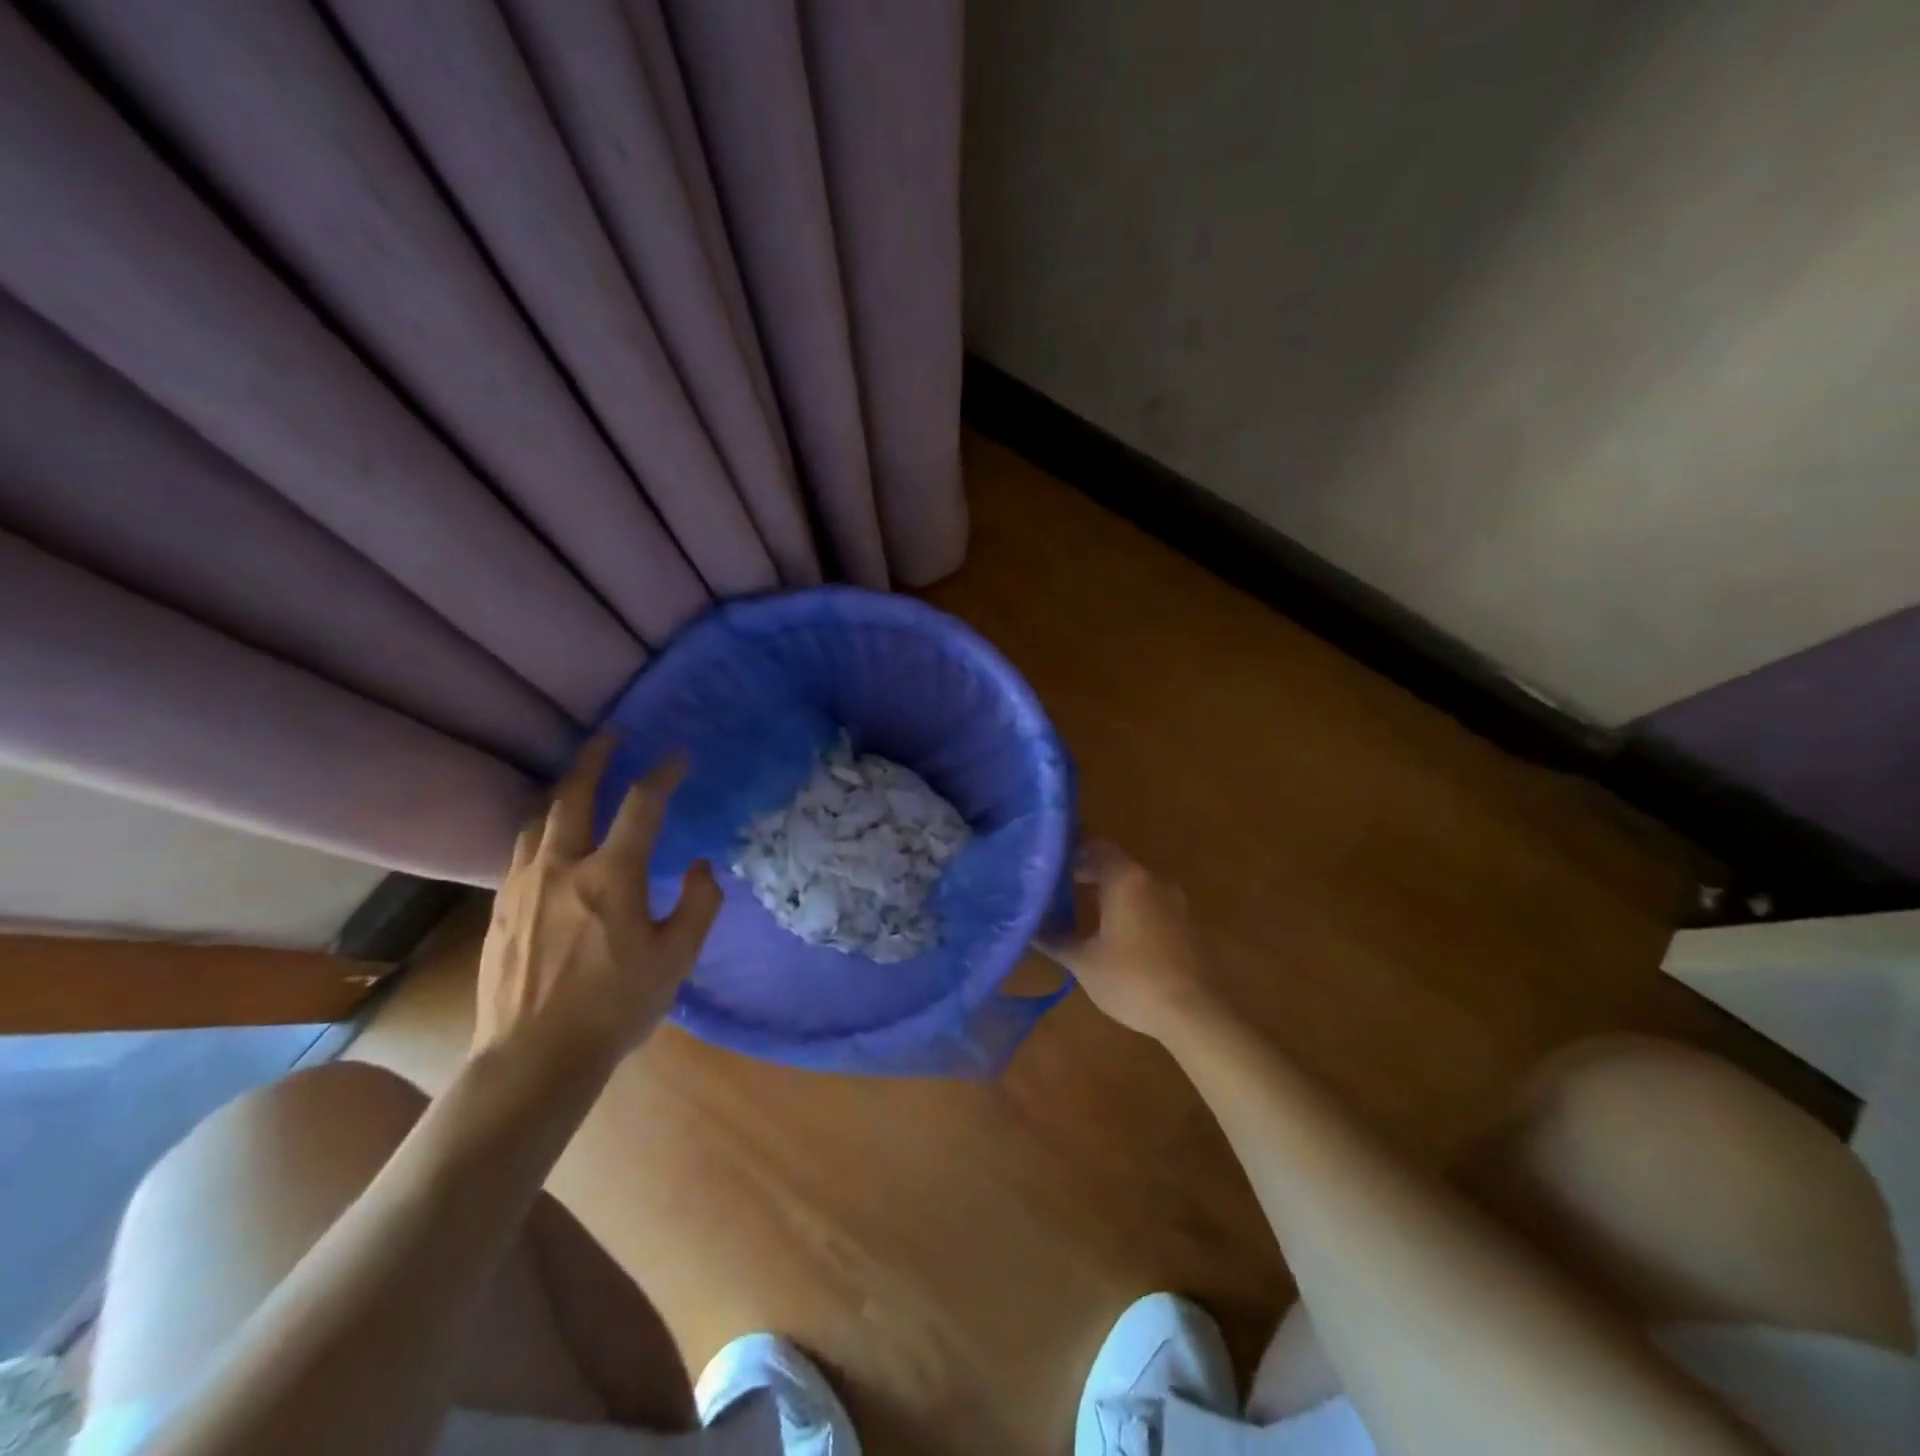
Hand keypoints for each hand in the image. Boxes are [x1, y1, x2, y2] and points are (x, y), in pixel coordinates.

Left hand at [473, 735, 721, 1068]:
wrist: (534, 1058)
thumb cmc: (615, 1007)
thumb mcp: (676, 958)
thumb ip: (698, 904)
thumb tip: (700, 865)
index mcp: (611, 875)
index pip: (642, 805)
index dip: (663, 774)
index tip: (678, 756)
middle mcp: (562, 866)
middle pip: (575, 795)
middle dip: (595, 759)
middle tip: (609, 736)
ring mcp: (523, 886)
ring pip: (539, 820)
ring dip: (562, 791)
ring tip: (576, 781)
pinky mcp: (499, 909)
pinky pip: (520, 851)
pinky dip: (540, 829)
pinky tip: (546, 839)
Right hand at [1042, 840, 1220, 1038]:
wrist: (1194, 1014)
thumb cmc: (1132, 980)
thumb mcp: (1084, 962)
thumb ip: (1055, 940)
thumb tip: (1030, 929)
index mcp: (1126, 879)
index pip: (1096, 845)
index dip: (1073, 850)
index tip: (1052, 861)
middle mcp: (1153, 880)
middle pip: (1116, 864)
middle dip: (1089, 871)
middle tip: (1060, 886)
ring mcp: (1176, 902)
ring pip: (1136, 885)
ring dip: (1112, 892)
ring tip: (1086, 910)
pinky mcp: (1189, 924)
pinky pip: (1153, 904)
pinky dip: (1133, 908)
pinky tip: (1118, 933)